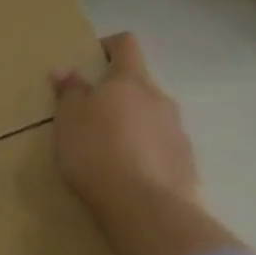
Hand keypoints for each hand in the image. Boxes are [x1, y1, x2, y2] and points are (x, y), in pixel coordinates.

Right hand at [52, 32, 200, 226]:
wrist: (145, 209)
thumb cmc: (97, 151)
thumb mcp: (68, 119)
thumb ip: (70, 92)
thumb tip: (67, 70)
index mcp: (130, 81)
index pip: (126, 44)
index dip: (109, 46)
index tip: (91, 61)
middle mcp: (160, 99)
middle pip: (139, 84)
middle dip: (117, 94)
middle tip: (91, 115)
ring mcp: (178, 132)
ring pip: (152, 117)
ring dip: (133, 125)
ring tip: (109, 150)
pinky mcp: (188, 165)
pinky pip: (162, 147)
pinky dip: (146, 153)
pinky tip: (128, 174)